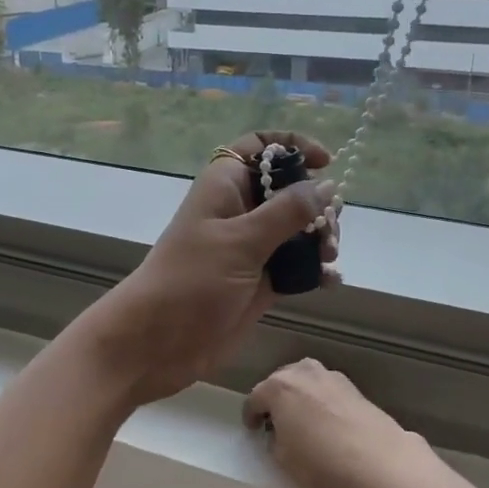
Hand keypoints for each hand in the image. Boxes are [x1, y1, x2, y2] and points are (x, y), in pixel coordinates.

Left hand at [78, 132, 339, 405]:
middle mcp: (240, 209)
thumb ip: (287, 212)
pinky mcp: (260, 279)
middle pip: (288, 189)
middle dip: (316, 204)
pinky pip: (296, 264)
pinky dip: (315, 269)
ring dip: (320, 238)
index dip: (293, 145)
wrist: (158, 342)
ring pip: (297, 228)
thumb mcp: (241, 241)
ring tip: (328, 258)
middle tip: (328, 230)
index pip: (260, 146)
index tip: (325, 163)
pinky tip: (330, 281)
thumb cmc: (192, 279)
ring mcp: (251, 246)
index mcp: (225, 185)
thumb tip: (327, 185)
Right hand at [243, 358, 423, 487]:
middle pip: (280, 382)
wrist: (376, 459)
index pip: (254, 398)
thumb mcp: (283, 461)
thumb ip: (274, 441)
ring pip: (306, 382)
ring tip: (303, 421)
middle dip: (275, 401)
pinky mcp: (353, 387)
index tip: (253, 431)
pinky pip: (327, 391)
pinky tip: (328, 422)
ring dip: (300, 397)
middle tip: (276, 424)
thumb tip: (280, 433)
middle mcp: (303, 372)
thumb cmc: (320, 461)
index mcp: (278, 387)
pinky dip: (322, 402)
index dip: (250, 416)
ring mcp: (330, 376)